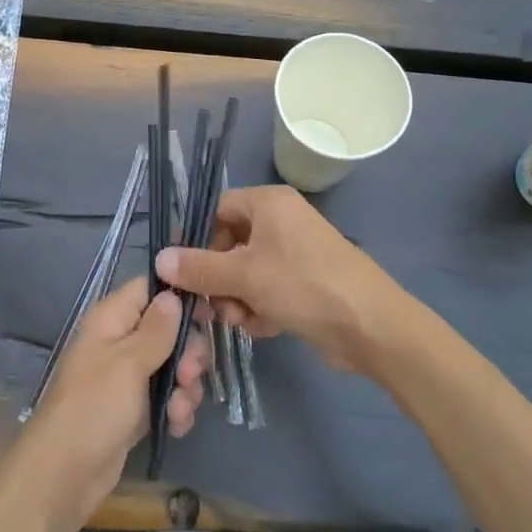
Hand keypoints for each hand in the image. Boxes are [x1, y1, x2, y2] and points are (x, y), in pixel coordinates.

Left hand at [7, 276, 209, 531]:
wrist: (64, 476)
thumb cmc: (94, 408)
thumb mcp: (129, 362)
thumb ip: (156, 329)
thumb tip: (172, 294)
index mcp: (111, 319)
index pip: (149, 288)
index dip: (179, 297)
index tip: (208, 315)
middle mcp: (119, 342)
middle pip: (168, 329)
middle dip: (187, 352)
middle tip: (190, 374)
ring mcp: (127, 377)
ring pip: (172, 366)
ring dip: (185, 387)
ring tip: (179, 409)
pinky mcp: (134, 409)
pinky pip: (166, 397)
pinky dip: (175, 410)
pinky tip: (176, 425)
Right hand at [154, 185, 407, 375]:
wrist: (372, 327)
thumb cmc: (305, 285)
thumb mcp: (245, 276)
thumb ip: (199, 268)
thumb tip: (159, 259)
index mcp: (269, 204)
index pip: (218, 210)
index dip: (197, 239)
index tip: (182, 271)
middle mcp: (280, 222)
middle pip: (229, 245)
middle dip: (217, 279)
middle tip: (209, 306)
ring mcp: (294, 254)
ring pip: (245, 273)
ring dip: (236, 298)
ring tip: (241, 320)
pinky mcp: (304, 284)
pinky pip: (266, 290)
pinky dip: (259, 308)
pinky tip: (264, 327)